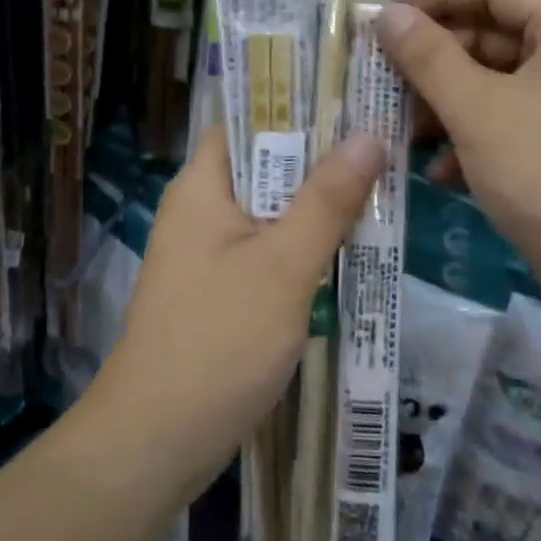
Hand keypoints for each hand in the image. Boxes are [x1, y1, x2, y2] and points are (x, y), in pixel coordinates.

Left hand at [91, 126, 384, 493]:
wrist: (156, 440)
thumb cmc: (219, 341)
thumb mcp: (284, 266)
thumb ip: (326, 200)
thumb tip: (368, 136)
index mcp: (202, 186)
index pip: (248, 121)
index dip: (298, 107)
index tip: (353, 100)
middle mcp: (200, 210)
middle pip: (265, 166)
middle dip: (320, 160)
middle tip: (383, 146)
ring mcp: (207, 254)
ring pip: (270, 212)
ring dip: (316, 207)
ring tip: (380, 190)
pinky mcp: (218, 292)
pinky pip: (266, 252)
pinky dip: (302, 248)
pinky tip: (348, 252)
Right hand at [376, 0, 540, 308]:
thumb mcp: (478, 111)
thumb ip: (428, 57)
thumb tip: (387, 14)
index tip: (381, 17)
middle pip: (493, 34)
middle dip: (434, 58)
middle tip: (380, 77)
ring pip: (497, 84)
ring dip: (446, 103)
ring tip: (401, 129)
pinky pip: (511, 123)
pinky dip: (473, 139)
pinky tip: (439, 172)